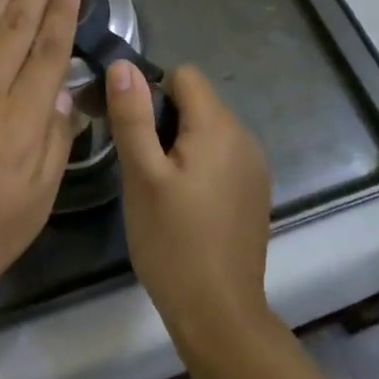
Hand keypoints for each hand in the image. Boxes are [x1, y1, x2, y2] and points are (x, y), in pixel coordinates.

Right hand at [107, 61, 274, 347]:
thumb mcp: (141, 175)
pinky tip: (184, 205)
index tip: (133, 131)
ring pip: (207, 130)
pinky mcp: (254, 192)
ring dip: (179, 144)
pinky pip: (220, 156)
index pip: (184, 75)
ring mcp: (254, 167)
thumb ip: (133, 116)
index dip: (151, 93)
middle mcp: (244, 138)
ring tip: (159, 188)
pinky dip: (198, 166)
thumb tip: (124, 64)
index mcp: (218, 127)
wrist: (219, 314)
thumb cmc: (172, 241)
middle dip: (163, 121)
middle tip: (140, 166)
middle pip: (196, 102)